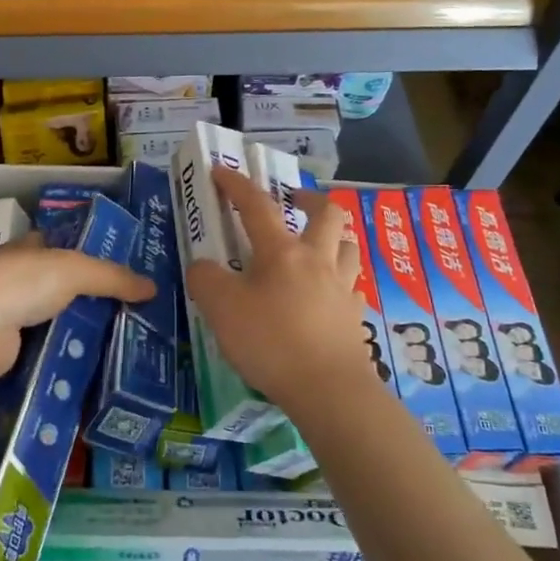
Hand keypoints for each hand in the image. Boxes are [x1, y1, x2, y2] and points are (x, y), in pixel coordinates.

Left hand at [0, 235, 155, 377]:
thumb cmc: (24, 282)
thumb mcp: (77, 270)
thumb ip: (114, 277)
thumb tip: (153, 287)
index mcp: (28, 247)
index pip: (62, 245)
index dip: (88, 253)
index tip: (118, 271)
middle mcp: (16, 274)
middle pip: (60, 284)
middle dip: (87, 295)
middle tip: (126, 309)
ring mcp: (9, 310)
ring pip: (53, 316)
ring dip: (76, 325)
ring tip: (115, 336)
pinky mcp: (7, 343)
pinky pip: (43, 344)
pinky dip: (61, 349)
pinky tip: (87, 357)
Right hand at [185, 167, 378, 418]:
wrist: (328, 389)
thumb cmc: (271, 342)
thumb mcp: (220, 309)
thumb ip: (205, 279)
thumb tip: (205, 267)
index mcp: (282, 252)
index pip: (257, 206)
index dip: (237, 185)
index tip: (222, 171)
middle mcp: (317, 260)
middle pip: (327, 214)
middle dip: (310, 199)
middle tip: (294, 202)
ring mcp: (342, 288)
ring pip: (348, 246)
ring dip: (334, 237)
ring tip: (316, 246)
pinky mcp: (355, 317)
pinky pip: (352, 286)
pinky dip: (341, 280)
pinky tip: (328, 294)